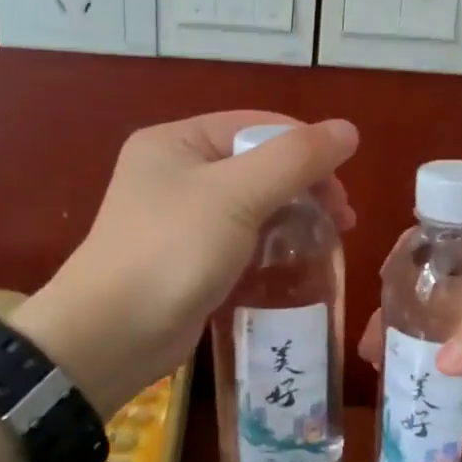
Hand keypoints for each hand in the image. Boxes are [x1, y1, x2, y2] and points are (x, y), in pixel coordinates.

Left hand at [13, 111, 357, 418]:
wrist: (113, 335)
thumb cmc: (173, 251)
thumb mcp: (237, 195)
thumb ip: (295, 159)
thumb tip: (348, 130)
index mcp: (178, 141)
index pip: (257, 126)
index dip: (306, 148)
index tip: (343, 187)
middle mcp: (176, 171)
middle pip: (258, 163)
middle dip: (304, 186)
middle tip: (342, 219)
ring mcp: (180, 217)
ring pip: (253, 202)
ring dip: (293, 215)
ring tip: (329, 239)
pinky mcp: (189, 257)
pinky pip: (241, 236)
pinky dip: (271, 242)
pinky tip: (296, 259)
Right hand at [359, 239, 461, 461]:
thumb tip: (440, 360)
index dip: (427, 249)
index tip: (389, 267)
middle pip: (441, 300)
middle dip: (404, 310)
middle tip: (372, 336)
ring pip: (442, 344)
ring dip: (409, 351)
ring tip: (377, 366)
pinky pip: (455, 388)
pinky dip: (428, 389)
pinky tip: (401, 397)